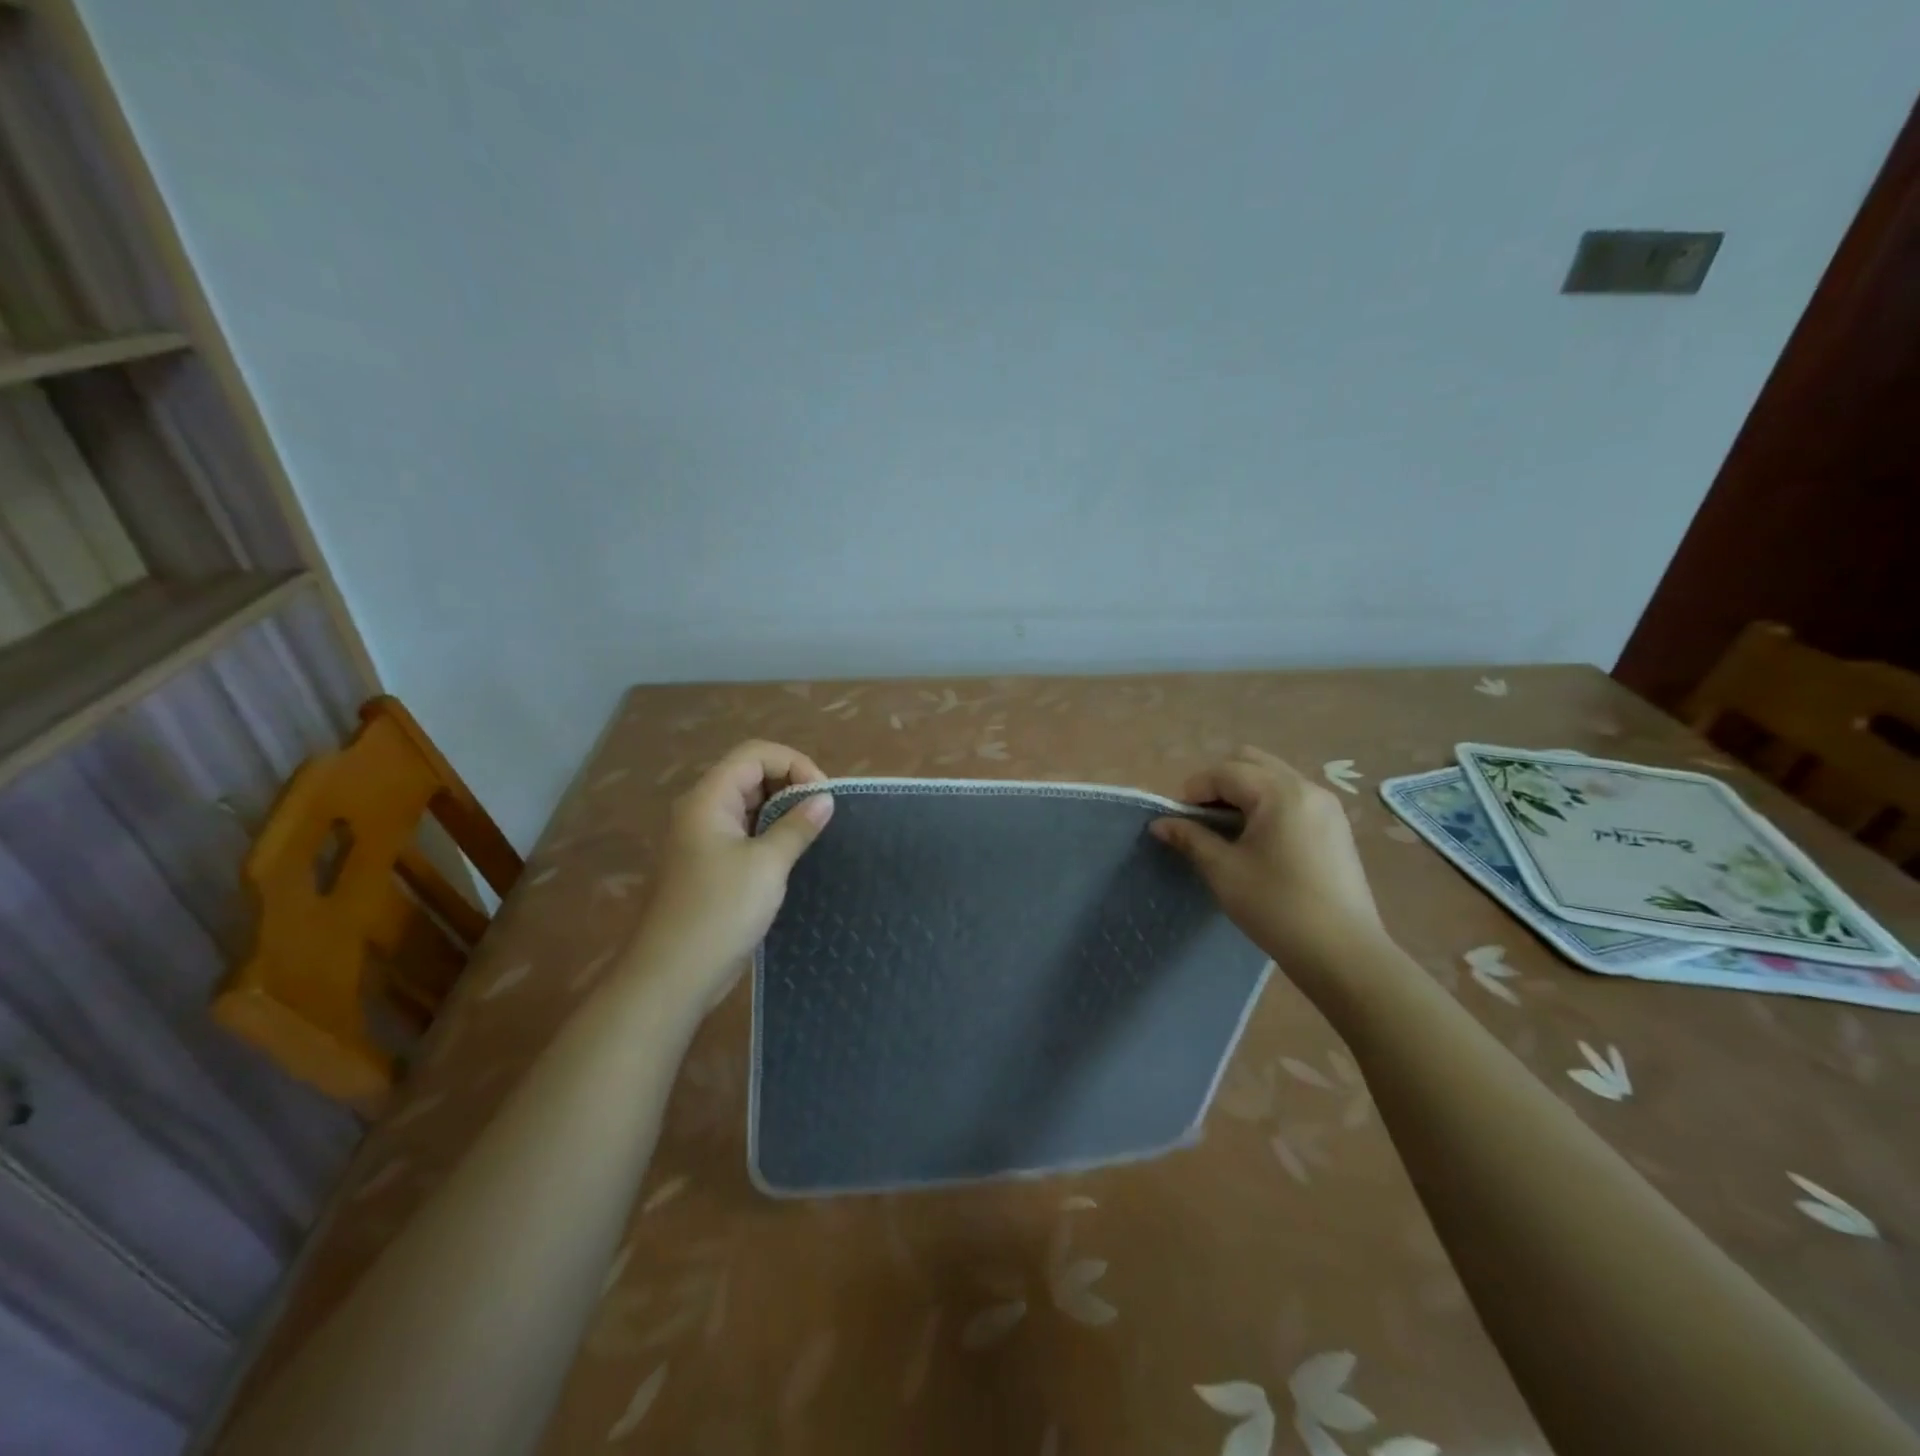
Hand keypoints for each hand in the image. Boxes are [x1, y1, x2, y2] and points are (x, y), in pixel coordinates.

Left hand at [627, 740, 833, 1013]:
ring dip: (783, 810)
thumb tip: (825, 799)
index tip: (823, 796)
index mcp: (709, 799)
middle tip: (823, 813)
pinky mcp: (710, 864)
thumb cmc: (720, 911)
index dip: (794, 764)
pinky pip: (745, 832)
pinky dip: (771, 833)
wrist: (673, 975)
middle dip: (791, 785)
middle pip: (751, 774)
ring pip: (750, 804)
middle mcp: (702, 810)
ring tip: (814, 831)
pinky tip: (793, 852)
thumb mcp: (767, 865)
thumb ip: (797, 826)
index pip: (755, 755)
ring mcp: (704, 838)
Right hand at [1151, 746, 1388, 973]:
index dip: (1194, 791)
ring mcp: (1327, 806)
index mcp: (1279, 792)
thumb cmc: (1276, 907)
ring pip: (1273, 777)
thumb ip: (1190, 838)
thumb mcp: (1223, 871)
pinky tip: (1258, 842)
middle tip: (1204, 820)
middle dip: (1219, 783)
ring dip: (1244, 793)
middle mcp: (1306, 787)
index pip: (1224, 772)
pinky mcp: (1336, 827)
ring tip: (1229, 832)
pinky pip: (1292, 797)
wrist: (1343, 954)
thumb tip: (1160, 824)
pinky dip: (1267, 805)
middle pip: (1251, 762)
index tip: (1178, 822)